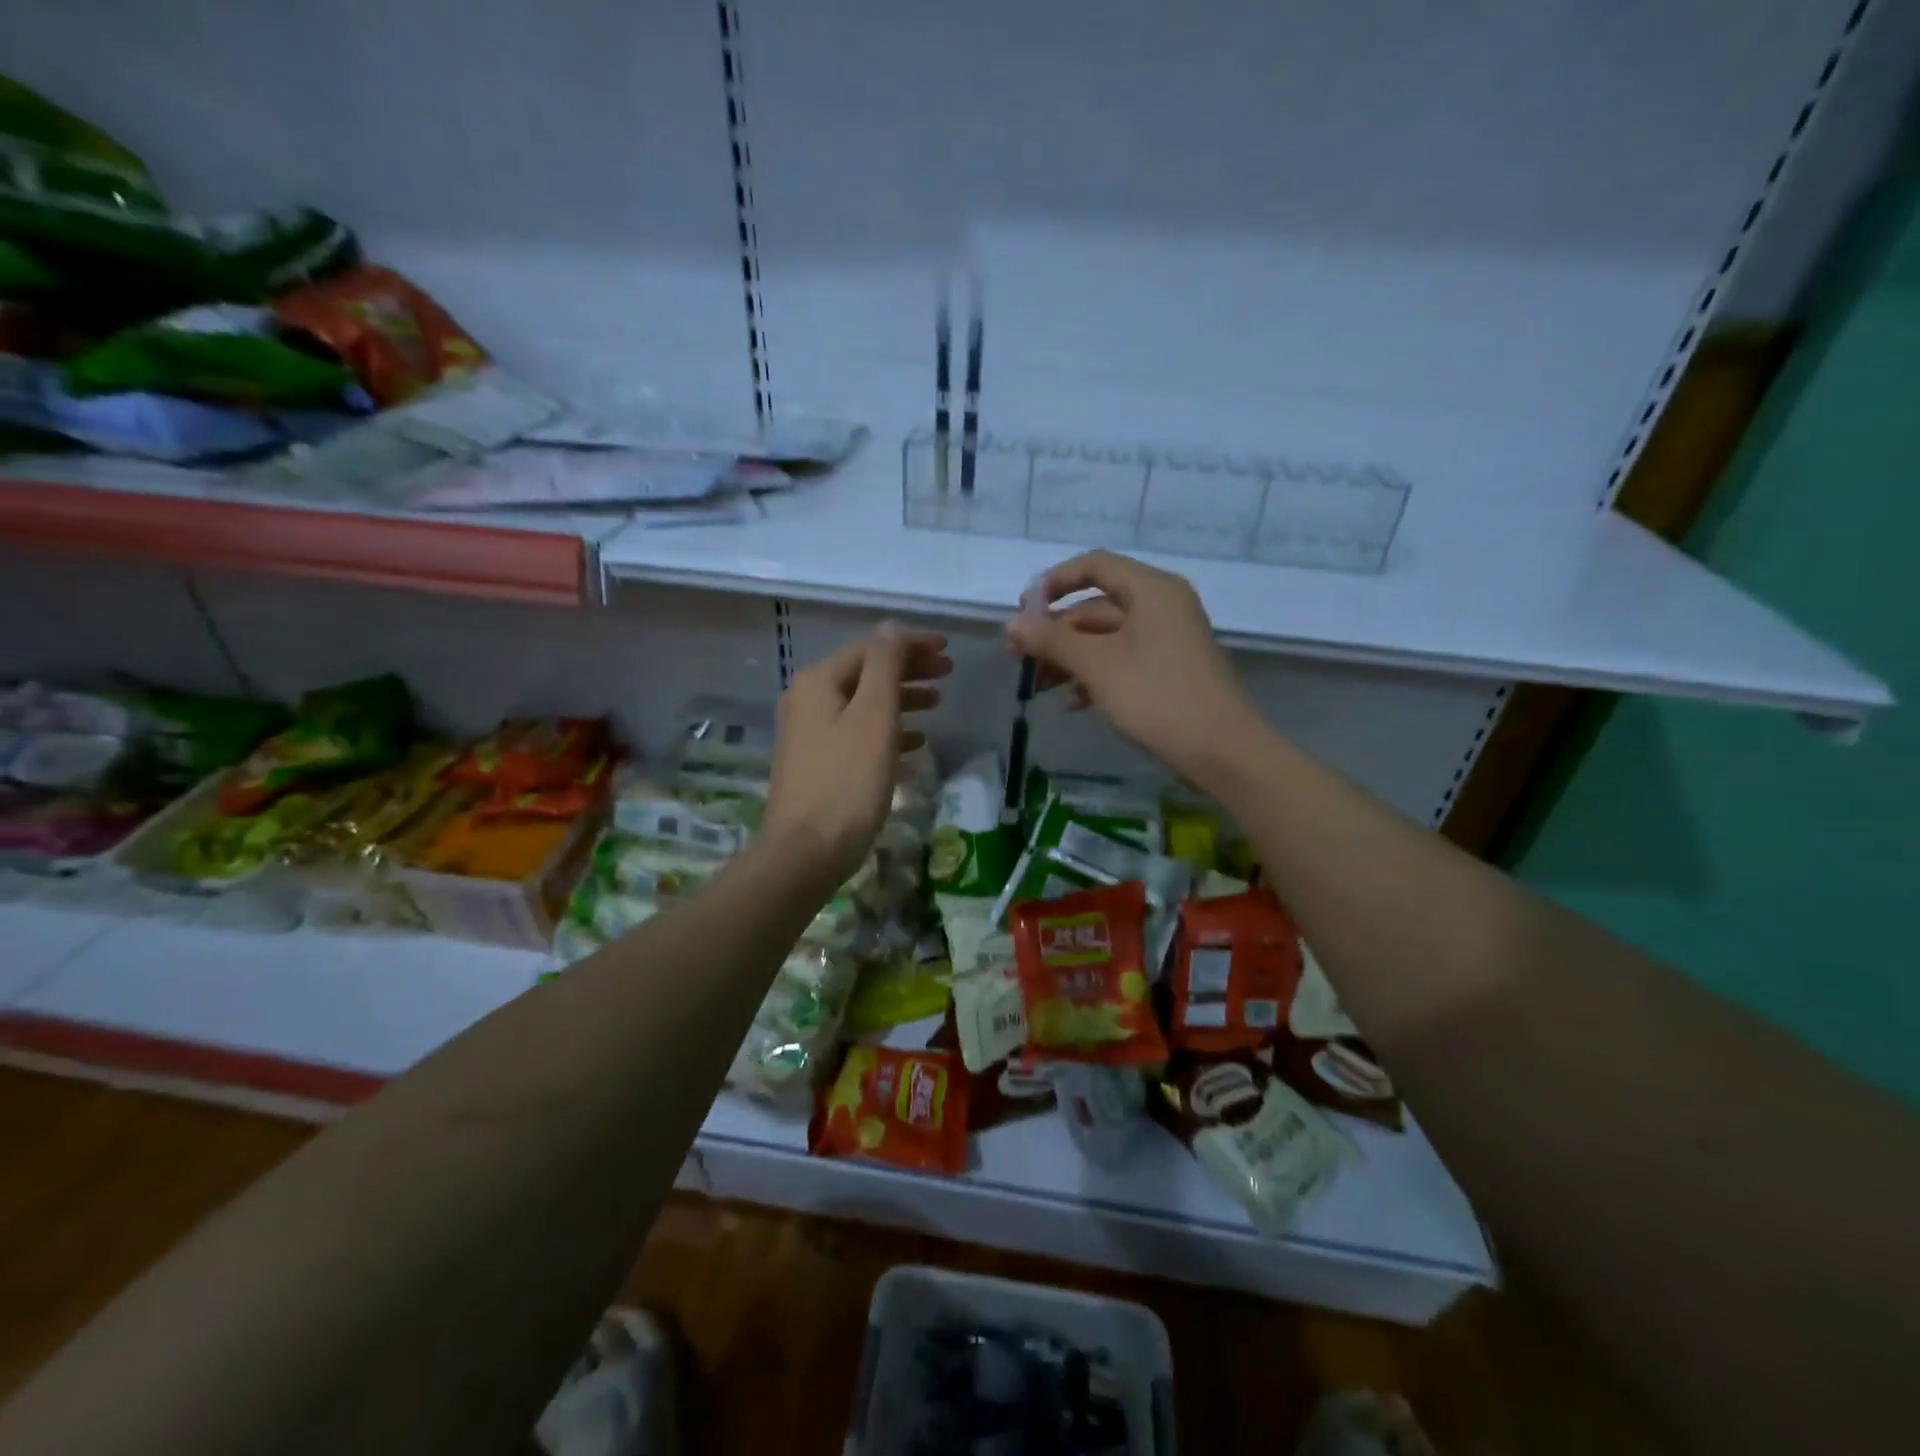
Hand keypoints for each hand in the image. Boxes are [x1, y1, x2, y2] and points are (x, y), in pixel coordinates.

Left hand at [763, 622, 950, 887]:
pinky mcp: (817, 764)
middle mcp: (808, 700)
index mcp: (819, 681)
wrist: (806, 852)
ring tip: (937, 702)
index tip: (948, 649)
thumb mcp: (874, 716)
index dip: (911, 645)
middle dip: (908, 670)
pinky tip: (914, 743)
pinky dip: (887, 731)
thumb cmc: (847, 781)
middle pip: (866, 674)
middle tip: (948, 673)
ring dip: (901, 699)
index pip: (872, 648)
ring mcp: (809, 734)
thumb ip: (885, 666)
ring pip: (863, 704)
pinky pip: (858, 734)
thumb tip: (892, 628)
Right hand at [1006, 551, 1260, 784]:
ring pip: (1106, 638)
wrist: (1221, 750)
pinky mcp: (1170, 670)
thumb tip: (1011, 623)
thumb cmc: (1156, 696)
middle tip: (1020, 660)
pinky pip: (1123, 660)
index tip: (1023, 610)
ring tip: (1040, 688)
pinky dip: (1096, 676)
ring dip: (1070, 659)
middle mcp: (1162, 606)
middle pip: (1096, 607)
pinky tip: (1074, 704)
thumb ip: (1052, 640)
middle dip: (1056, 633)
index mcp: (1151, 590)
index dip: (1054, 582)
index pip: (1095, 566)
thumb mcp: (1097, 666)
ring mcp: (1168, 639)